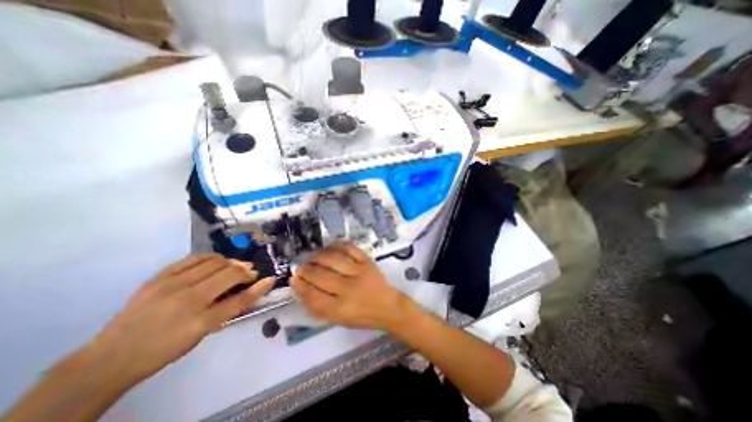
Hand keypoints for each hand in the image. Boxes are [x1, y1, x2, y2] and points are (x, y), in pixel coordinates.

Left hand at [85, 253, 273, 387]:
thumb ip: (226, 313)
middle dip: (246, 271)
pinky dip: (210, 257)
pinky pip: (193, 259)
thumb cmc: (164, 350)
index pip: (240, 300)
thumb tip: (247, 294)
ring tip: (235, 266)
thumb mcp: (200, 336)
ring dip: (231, 263)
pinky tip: (216, 260)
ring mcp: (172, 285)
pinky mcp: (159, 277)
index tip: (271, 279)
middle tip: (250, 273)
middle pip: (230, 275)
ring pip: (214, 262)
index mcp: (200, 321)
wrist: (110, 357)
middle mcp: (189, 300)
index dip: (259, 288)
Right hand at [289, 242, 417, 330]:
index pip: (314, 296)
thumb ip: (320, 307)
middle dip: (307, 270)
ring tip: (312, 256)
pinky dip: (338, 245)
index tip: (293, 279)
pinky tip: (330, 246)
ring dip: (318, 256)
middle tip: (301, 267)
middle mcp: (349, 289)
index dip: (300, 287)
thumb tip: (302, 289)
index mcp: (341, 309)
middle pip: (321, 276)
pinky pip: (350, 249)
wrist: (388, 306)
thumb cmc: (362, 316)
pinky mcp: (368, 262)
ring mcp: (360, 272)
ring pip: (333, 260)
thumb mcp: (339, 319)